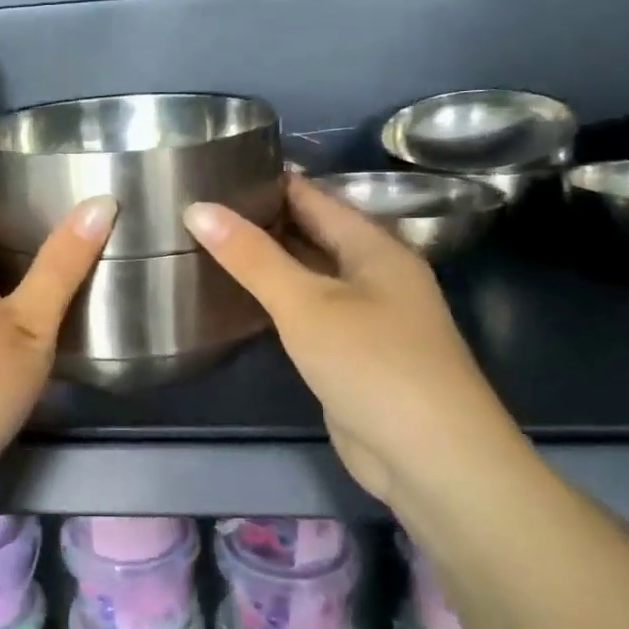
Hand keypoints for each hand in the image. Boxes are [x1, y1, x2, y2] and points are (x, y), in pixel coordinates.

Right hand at [184, 174, 521, 500]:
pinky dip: (276, 304)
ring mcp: (367, 318)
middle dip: (262, 222)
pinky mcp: (353, 356)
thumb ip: (251, 257)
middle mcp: (374, 276)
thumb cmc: (372, 364)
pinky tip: (239, 301)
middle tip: (199, 209)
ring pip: (309, 277)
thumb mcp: (306, 303)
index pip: (314, 197)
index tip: (216, 169)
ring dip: (267, 264)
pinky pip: (309, 314)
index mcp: (375, 248)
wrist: (431, 459)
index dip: (268, 181)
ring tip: (206, 246)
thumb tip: (198, 208)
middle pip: (312, 235)